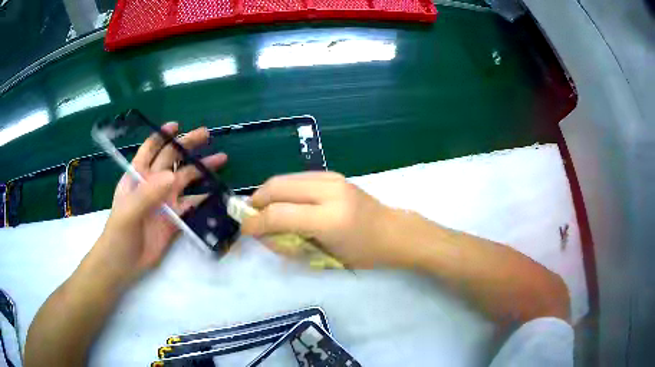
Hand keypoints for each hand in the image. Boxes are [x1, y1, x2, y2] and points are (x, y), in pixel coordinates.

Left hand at [93, 123, 226, 283]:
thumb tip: (172, 176)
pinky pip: (192, 205)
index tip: (177, 125)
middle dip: (188, 145)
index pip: (150, 149)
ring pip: (185, 179)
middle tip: (207, 135)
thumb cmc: (119, 235)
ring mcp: (165, 202)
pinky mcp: (175, 219)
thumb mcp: (128, 212)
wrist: (124, 264)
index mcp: (138, 176)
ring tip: (221, 159)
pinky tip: (217, 194)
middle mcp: (153, 184)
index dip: (162, 136)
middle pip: (172, 159)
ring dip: (201, 169)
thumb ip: (147, 194)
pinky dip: (204, 199)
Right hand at [241, 172, 411, 267]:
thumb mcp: (325, 257)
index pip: (279, 215)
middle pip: (277, 187)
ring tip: (264, 208)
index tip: (245, 230)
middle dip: (257, 200)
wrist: (393, 231)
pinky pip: (298, 177)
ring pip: (285, 178)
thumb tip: (262, 233)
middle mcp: (329, 191)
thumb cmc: (363, 254)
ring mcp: (332, 178)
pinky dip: (284, 188)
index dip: (256, 223)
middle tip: (251, 216)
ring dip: (269, 192)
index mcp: (329, 219)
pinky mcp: (334, 174)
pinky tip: (284, 201)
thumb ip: (290, 244)